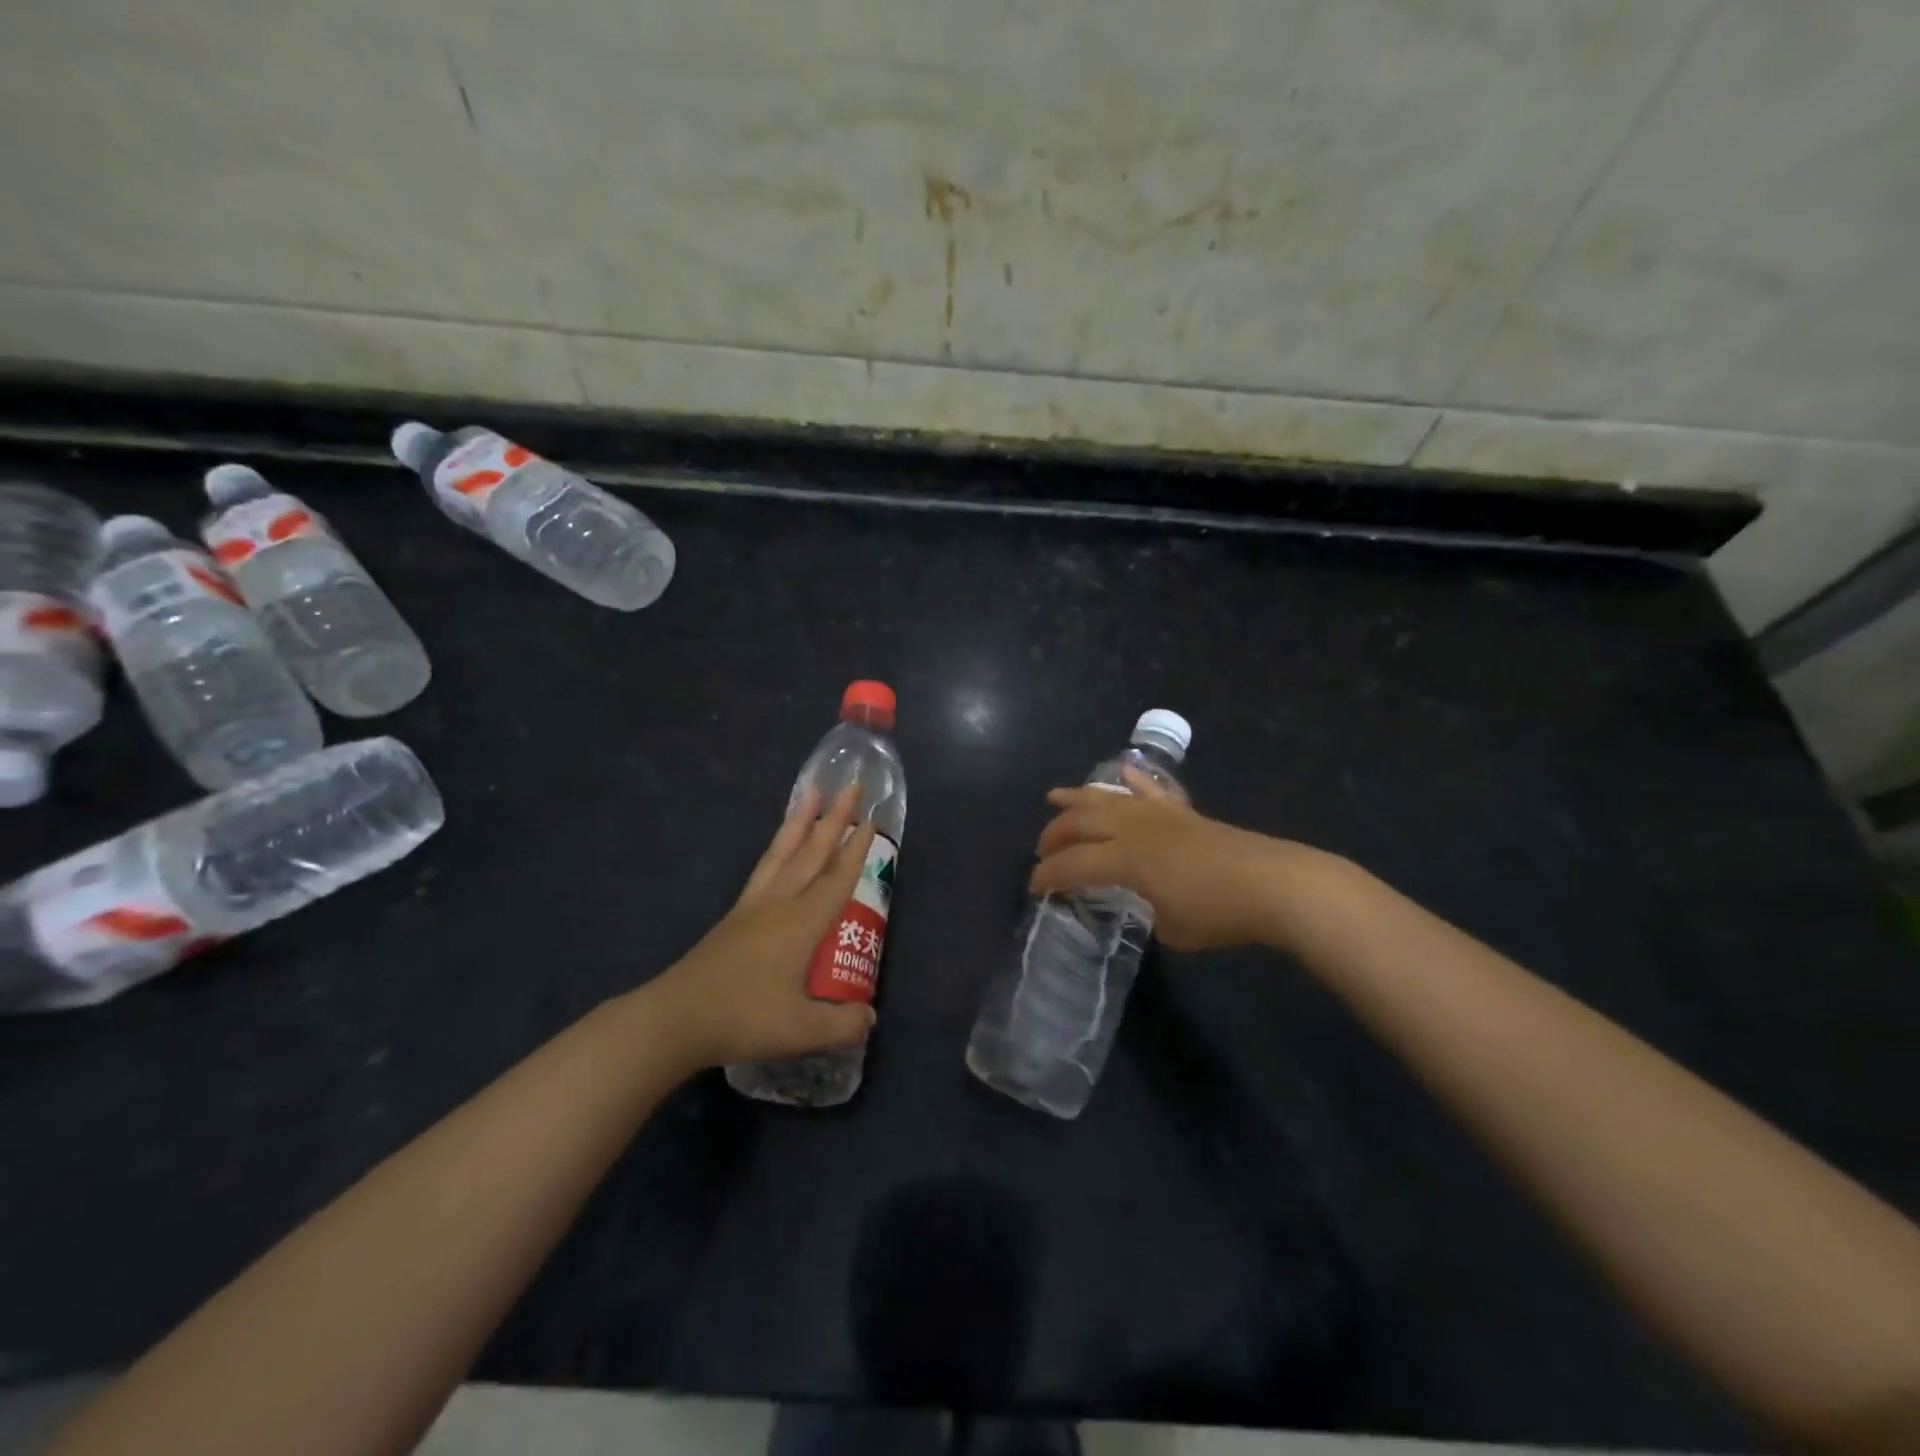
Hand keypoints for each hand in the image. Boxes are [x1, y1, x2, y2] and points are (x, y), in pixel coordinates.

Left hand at [651, 784, 877, 1068]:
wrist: (676, 1019)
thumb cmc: (743, 1018)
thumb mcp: (801, 1030)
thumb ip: (842, 1024)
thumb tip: (871, 1019)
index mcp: (802, 924)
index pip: (837, 878)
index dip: (857, 850)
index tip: (870, 819)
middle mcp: (780, 904)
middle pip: (812, 853)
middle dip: (834, 819)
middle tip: (850, 786)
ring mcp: (754, 906)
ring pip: (783, 852)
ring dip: (800, 821)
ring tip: (811, 792)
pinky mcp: (735, 916)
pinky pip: (764, 866)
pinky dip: (777, 846)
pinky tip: (778, 846)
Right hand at [1030, 767, 1309, 951]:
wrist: (1272, 884)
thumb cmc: (1218, 913)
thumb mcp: (1171, 928)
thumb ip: (1146, 910)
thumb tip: (1144, 899)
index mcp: (1123, 860)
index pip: (1072, 864)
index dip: (1048, 876)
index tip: (1035, 888)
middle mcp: (1132, 828)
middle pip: (1080, 824)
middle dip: (1054, 836)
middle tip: (1041, 852)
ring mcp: (1157, 814)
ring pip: (1106, 798)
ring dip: (1077, 799)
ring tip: (1055, 797)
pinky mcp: (1181, 812)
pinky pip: (1150, 789)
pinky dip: (1133, 779)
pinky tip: (1122, 769)